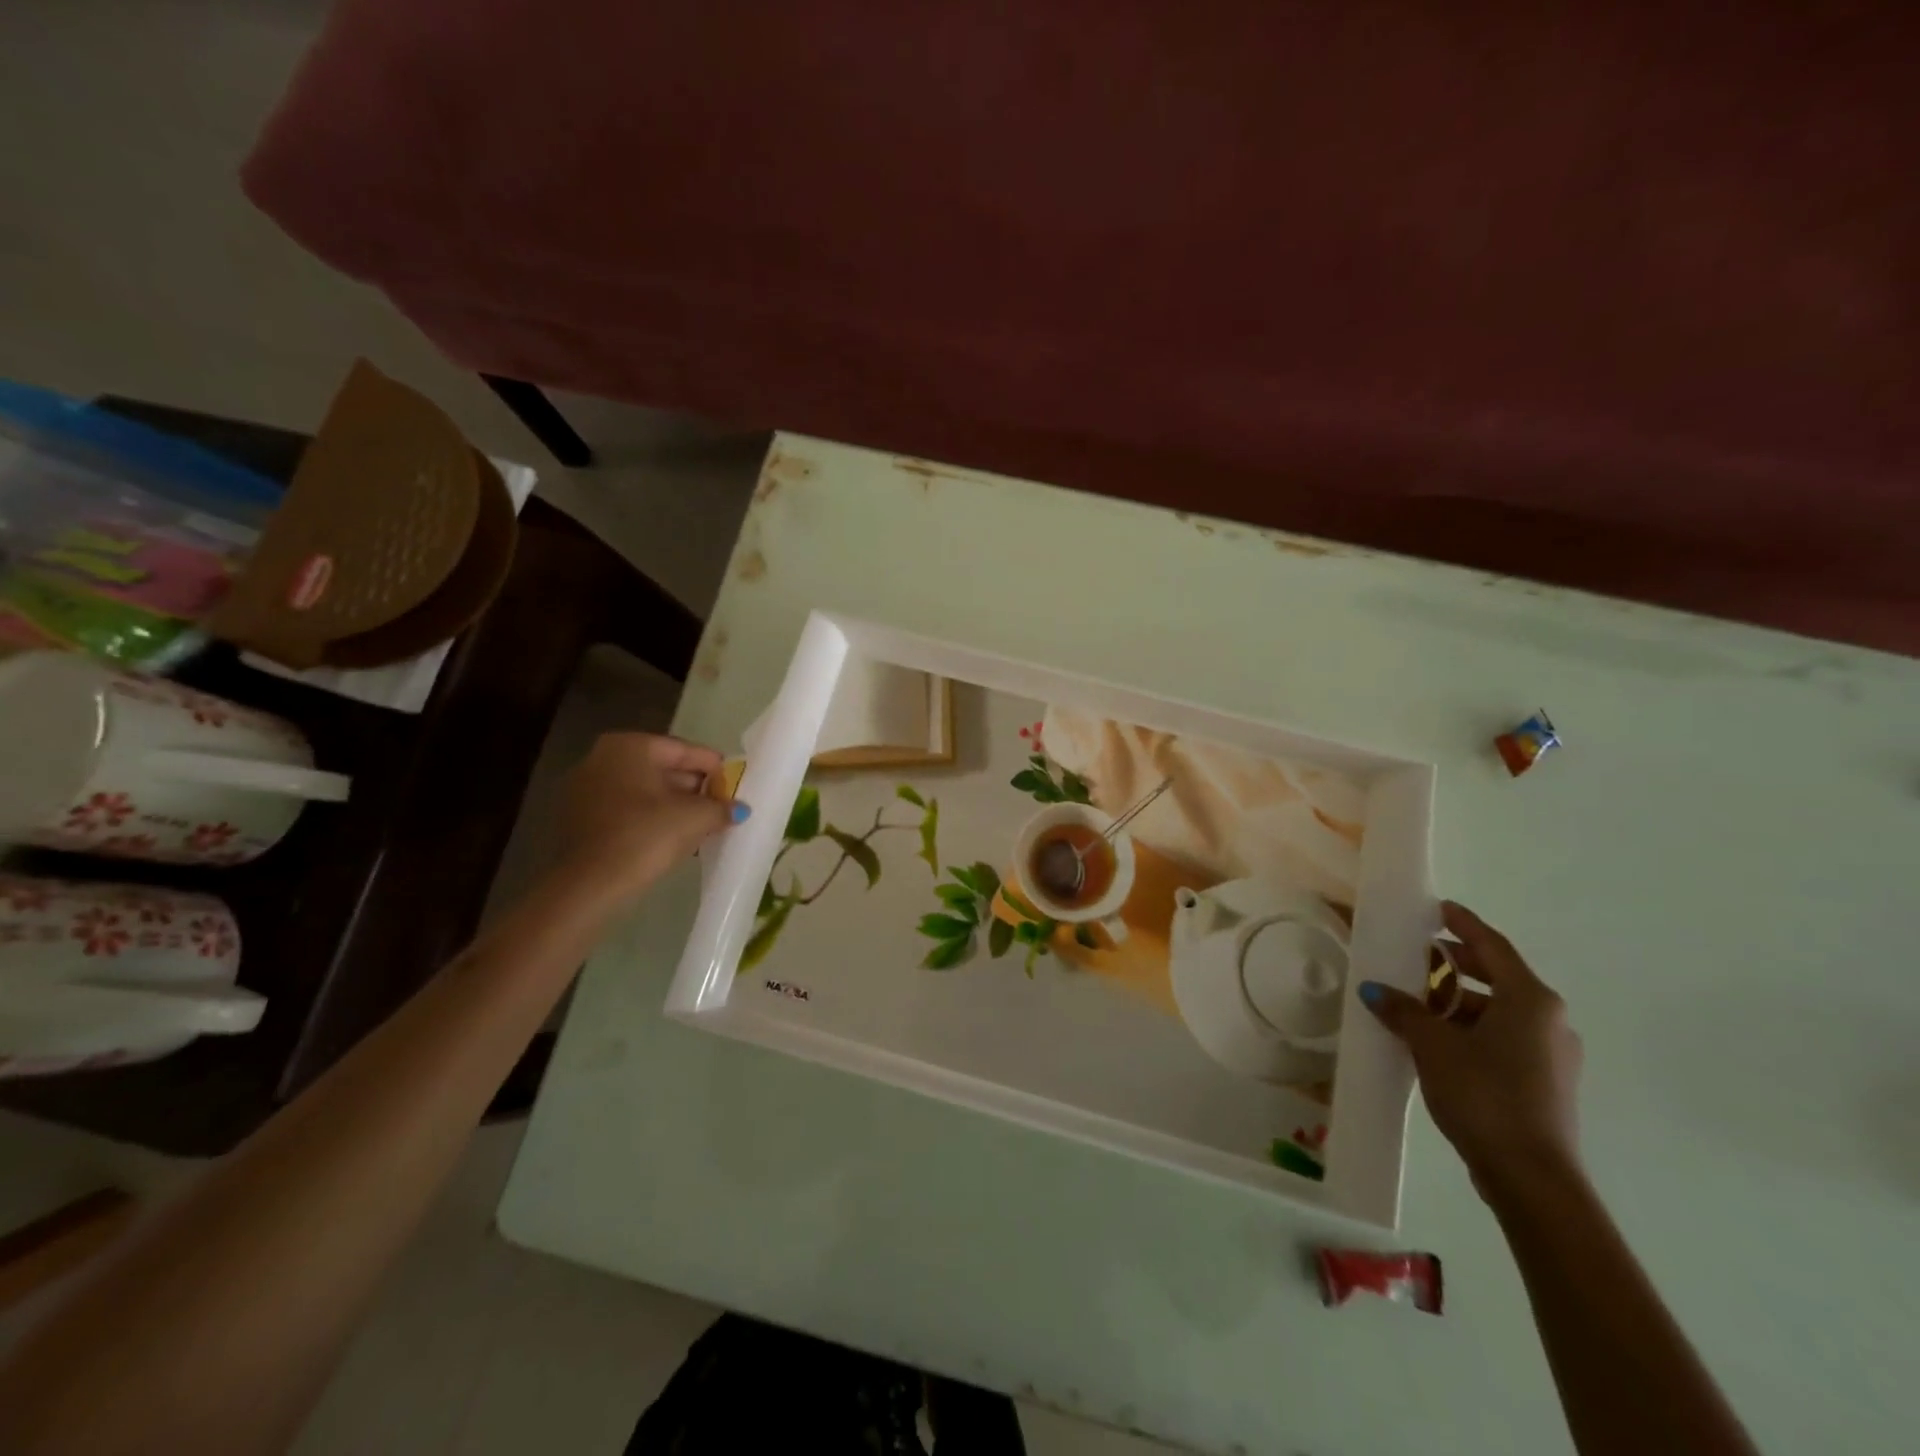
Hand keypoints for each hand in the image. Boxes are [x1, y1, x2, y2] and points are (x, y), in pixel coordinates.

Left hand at [552, 733, 744, 905]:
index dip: (716, 770)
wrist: (587, 885)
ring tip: (702, 827)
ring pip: (645, 791)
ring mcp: (586, 787)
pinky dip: (650, 818)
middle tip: (721, 809)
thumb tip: (739, 808)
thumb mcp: (695, 818)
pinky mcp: (579, 817)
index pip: (686, 751)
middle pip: (664, 769)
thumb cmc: (644, 836)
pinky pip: (626, 809)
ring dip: (674, 806)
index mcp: (631, 746)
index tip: (735, 788)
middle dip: (695, 789)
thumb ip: (721, 807)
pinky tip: (672, 838)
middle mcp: (603, 757)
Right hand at [1360, 901, 1582, 1200]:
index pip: (1493, 946)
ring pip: (1499, 1010)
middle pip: (1497, 976)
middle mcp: (1549, 1020)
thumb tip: (1376, 991)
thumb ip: (1404, 1011)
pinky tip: (1437, 1039)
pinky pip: (1504, 1037)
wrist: (1532, 1177)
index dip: (1463, 924)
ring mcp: (1552, 1053)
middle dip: (1456, 964)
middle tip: (1418, 956)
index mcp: (1530, 1000)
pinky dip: (1471, 1028)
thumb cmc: (1484, 1094)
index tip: (1439, 908)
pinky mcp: (1545, 1082)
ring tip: (1416, 1003)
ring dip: (1458, 1001)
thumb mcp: (1433, 1045)